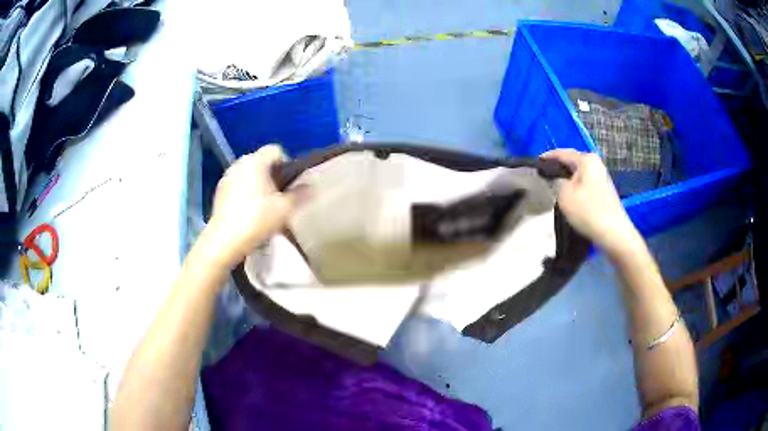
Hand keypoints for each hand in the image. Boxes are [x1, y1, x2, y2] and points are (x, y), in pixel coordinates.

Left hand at [203, 145, 301, 268]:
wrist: (225, 240)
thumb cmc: (257, 220)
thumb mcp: (285, 209)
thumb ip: (300, 194)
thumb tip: (311, 186)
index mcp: (256, 161)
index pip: (276, 150)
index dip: (286, 163)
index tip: (289, 184)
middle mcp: (239, 163)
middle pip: (261, 161)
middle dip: (271, 174)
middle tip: (278, 196)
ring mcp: (226, 177)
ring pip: (247, 173)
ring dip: (257, 183)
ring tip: (262, 205)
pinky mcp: (218, 191)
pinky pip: (236, 184)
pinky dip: (244, 192)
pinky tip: (247, 211)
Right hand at [542, 149, 642, 256]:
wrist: (613, 232)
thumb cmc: (587, 211)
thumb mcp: (564, 195)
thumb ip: (555, 181)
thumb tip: (554, 177)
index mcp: (586, 159)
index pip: (562, 153)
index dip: (547, 157)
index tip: (535, 163)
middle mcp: (596, 163)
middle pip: (572, 161)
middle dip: (558, 167)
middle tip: (544, 176)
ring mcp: (602, 175)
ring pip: (579, 172)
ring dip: (567, 177)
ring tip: (555, 186)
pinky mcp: (605, 188)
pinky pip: (585, 181)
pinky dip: (576, 185)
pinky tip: (570, 195)